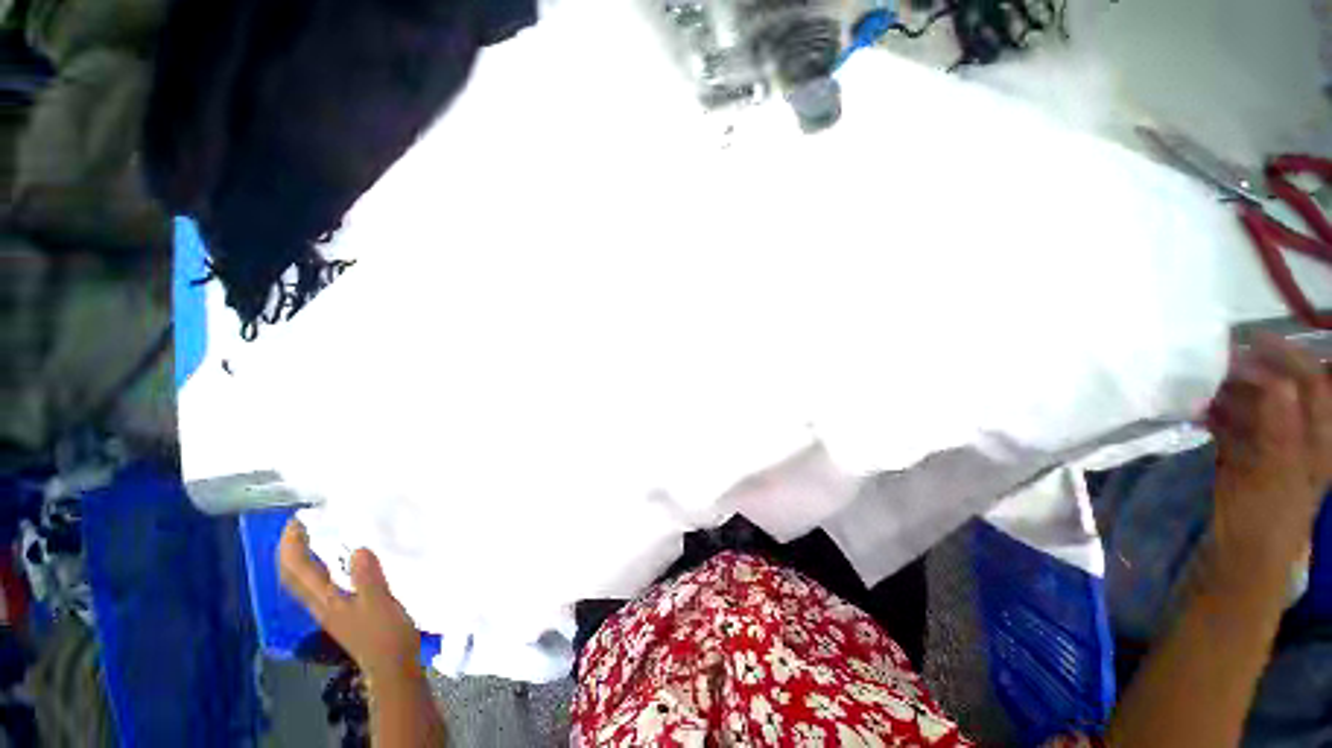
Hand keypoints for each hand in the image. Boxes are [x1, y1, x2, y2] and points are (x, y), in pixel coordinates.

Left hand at [278, 519, 420, 679]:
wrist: (391, 665)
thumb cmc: (385, 635)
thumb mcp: (380, 604)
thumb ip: (368, 577)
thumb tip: (359, 548)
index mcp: (326, 601)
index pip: (297, 570)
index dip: (292, 545)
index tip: (298, 520)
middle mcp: (321, 603)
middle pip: (293, 575)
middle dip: (291, 548)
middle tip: (302, 523)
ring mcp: (331, 608)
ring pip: (305, 579)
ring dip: (302, 556)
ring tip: (316, 534)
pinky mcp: (344, 609)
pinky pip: (322, 582)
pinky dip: (320, 565)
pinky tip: (338, 559)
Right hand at [1207, 333, 1331, 574]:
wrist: (1238, 563)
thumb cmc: (1263, 521)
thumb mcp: (1275, 475)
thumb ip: (1280, 426)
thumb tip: (1269, 377)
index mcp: (1320, 440)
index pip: (1311, 382)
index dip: (1285, 358)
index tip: (1245, 343)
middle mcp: (1302, 437)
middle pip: (1286, 389)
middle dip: (1257, 368)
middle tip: (1220, 356)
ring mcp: (1272, 448)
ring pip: (1258, 405)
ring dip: (1232, 389)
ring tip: (1203, 380)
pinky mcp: (1247, 460)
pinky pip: (1237, 424)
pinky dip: (1218, 412)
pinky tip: (1197, 409)